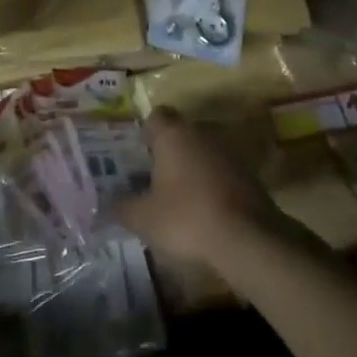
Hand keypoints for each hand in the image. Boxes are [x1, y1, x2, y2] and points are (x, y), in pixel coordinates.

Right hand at [115, 107, 286, 268]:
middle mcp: (202, 134)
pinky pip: (221, 173)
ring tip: (176, 198)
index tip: (137, 153)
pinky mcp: (250, 176)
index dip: (146, 131)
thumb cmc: (186, 218)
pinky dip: (211, 186)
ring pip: (202, 153)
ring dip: (191, 169)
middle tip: (151, 177)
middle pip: (181, 134)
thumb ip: (121, 206)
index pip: (157, 116)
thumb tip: (106, 202)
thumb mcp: (143, 218)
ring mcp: (229, 154)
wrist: (248, 240)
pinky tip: (203, 212)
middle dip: (167, 152)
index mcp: (174, 135)